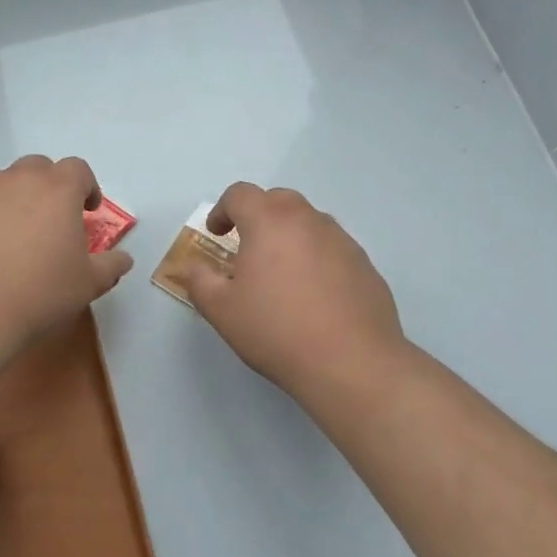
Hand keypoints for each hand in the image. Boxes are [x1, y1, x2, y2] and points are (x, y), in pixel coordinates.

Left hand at [0, 155, 133, 358]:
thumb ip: (110, 266)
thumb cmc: (37, 294)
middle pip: (37, 168)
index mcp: (56, 190)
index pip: (77, 169)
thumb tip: (124, 259)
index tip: (88, 211)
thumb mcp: (86, 285)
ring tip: (13, 237)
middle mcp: (15, 180)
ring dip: (13, 199)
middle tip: (51, 220)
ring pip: (1, 183)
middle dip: (48, 186)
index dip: (86, 186)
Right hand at [185, 182, 406, 394]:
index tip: (216, 234)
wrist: (352, 363)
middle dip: (257, 216)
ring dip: (289, 235)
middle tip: (247, 249)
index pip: (240, 194)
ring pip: (308, 222)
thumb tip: (192, 266)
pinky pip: (332, 247)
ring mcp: (341, 239)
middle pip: (277, 199)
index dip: (222, 209)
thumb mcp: (221, 310)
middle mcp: (307, 219)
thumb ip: (199, 280)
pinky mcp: (364, 263)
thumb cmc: (277, 331)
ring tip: (281, 273)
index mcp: (269, 221)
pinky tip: (314, 295)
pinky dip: (316, 257)